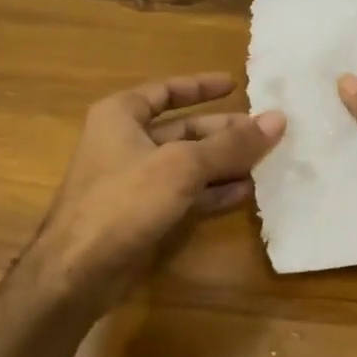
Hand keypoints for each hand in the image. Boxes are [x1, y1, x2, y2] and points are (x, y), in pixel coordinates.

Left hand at [33, 72, 284, 302]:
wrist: (77, 272)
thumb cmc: (125, 201)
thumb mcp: (183, 166)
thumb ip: (232, 144)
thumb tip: (278, 119)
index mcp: (122, 115)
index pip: (167, 90)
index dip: (201, 86)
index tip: (235, 85)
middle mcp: (126, 142)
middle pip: (184, 129)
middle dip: (224, 131)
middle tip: (266, 132)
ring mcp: (135, 181)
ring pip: (188, 164)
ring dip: (224, 163)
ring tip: (265, 161)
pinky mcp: (143, 214)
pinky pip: (185, 194)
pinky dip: (213, 192)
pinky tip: (246, 192)